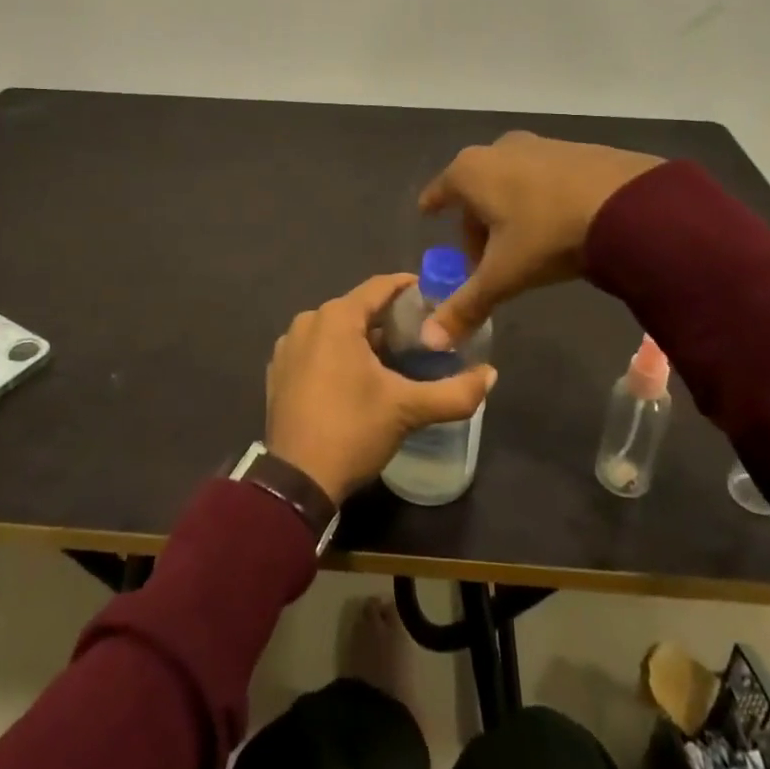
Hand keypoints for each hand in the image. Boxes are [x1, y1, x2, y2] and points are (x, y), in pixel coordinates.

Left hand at [265, 273, 497, 504]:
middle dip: (388, 318)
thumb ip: (455, 392)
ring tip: (392, 358)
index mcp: (337, 317)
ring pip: (335, 330)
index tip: (432, 297)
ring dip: (362, 338)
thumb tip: (492, 375)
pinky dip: (336, 355)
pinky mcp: (278, 372)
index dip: (408, 288)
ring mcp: (287, 346)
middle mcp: (308, 321)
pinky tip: (355, 379)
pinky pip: (315, 350)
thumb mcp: (409, 410)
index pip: (380, 287)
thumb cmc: (353, 430)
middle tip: (419, 336)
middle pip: (357, 308)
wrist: (296, 482)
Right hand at [417, 131, 662, 346]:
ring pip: (510, 180)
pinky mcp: (576, 149)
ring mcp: (540, 145)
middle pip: (476, 189)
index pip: (440, 190)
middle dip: (476, 221)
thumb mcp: (504, 275)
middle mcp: (500, 149)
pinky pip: (544, 177)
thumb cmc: (549, 235)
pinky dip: (540, 198)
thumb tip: (429, 340)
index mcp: (471, 172)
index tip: (427, 212)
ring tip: (525, 244)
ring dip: (509, 209)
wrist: (630, 204)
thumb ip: (466, 306)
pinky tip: (558, 224)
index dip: (433, 204)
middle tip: (485, 258)